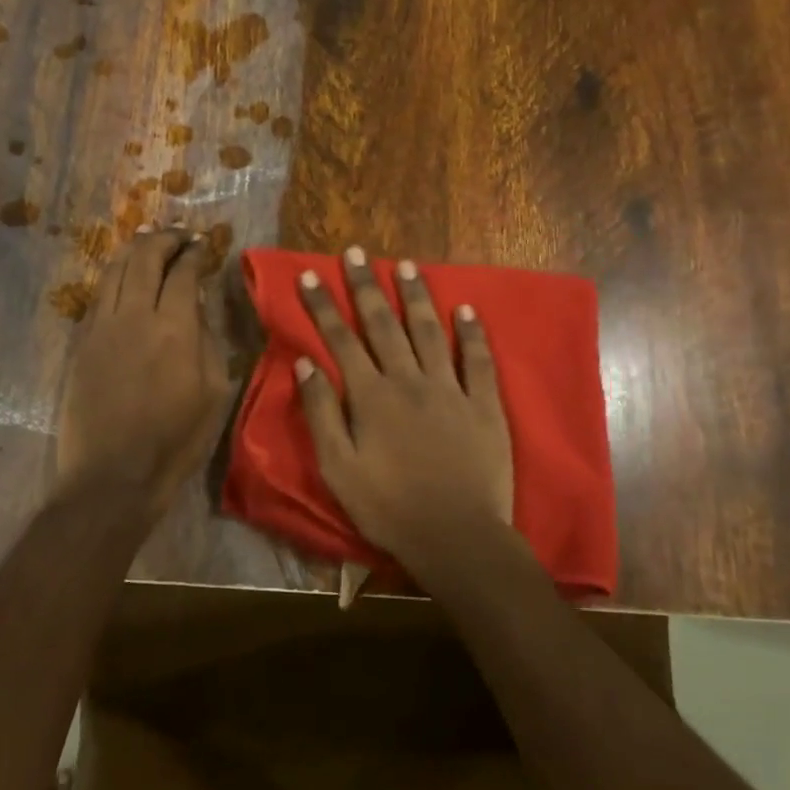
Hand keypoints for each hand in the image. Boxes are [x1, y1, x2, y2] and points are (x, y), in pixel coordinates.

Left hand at [56, 228, 228, 520]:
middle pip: (144, 258)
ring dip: (133, 250)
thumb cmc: (175, 440)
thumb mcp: (214, 392)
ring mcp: (101, 327)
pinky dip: (112, 277)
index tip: (204, 244)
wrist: (113, 474)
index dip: (195, 252)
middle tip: (178, 234)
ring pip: (114, 270)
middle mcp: (134, 315)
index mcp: (174, 328)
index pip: (183, 272)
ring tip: (147, 241)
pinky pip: (97, 296)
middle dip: (163, 238)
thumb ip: (208, 341)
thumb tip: (198, 307)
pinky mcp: (80, 343)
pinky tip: (121, 277)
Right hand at [294, 247, 514, 569]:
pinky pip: (479, 361)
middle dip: (367, 286)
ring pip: (430, 332)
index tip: (310, 275)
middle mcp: (409, 381)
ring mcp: (450, 390)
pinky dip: (473, 333)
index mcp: (370, 396)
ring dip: (417, 297)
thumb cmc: (388, 507)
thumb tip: (305, 364)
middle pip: (384, 324)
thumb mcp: (338, 467)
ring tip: (407, 264)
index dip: (323, 306)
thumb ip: (321, 413)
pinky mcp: (484, 405)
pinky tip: (467, 309)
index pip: (341, 340)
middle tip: (356, 252)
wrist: (455, 536)